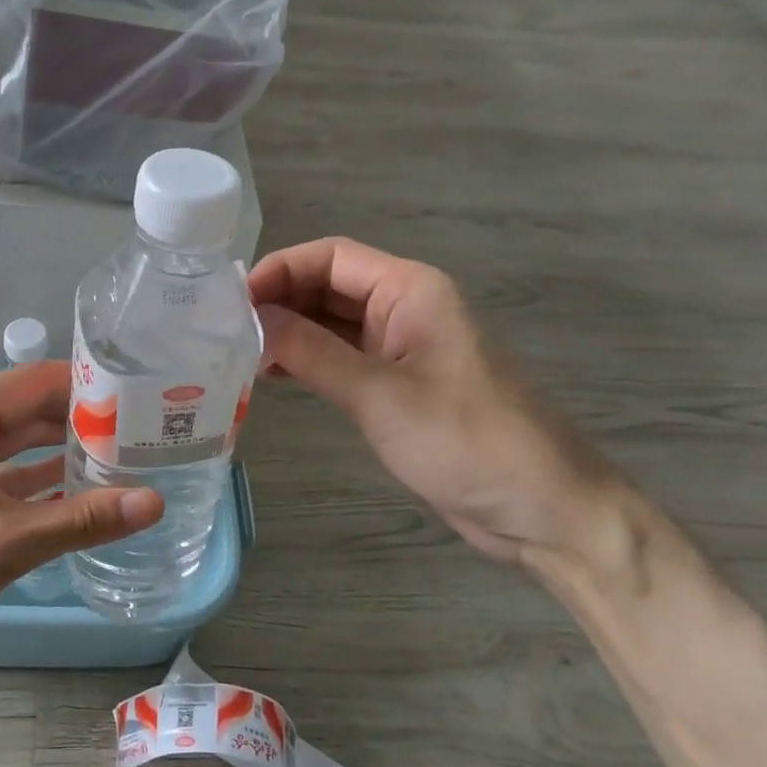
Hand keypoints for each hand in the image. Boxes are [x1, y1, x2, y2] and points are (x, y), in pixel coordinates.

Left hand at [0, 362, 163, 676]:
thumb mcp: (2, 545)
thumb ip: (82, 520)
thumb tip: (154, 502)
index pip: (41, 380)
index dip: (94, 390)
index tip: (146, 404)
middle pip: (29, 408)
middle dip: (83, 423)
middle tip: (145, 438)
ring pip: (13, 440)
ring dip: (60, 452)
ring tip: (123, 462)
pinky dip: (32, 480)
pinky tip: (75, 494)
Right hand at [249, 238, 625, 564]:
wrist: (542, 508)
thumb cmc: (465, 441)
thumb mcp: (379, 394)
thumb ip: (311, 352)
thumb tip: (251, 320)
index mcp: (411, 290)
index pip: (332, 257)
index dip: (279, 270)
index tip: (231, 302)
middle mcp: (406, 308)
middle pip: (329, 286)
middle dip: (279, 302)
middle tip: (224, 331)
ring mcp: (403, 347)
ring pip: (333, 323)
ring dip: (290, 333)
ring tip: (239, 356)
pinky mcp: (400, 385)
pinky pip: (344, 358)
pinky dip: (308, 362)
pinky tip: (273, 378)